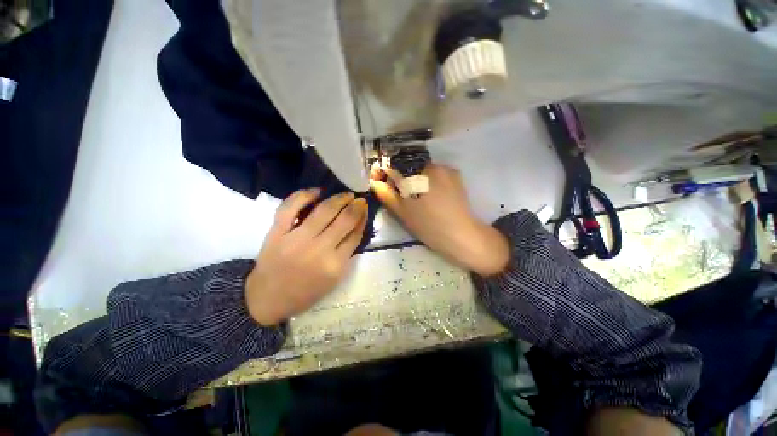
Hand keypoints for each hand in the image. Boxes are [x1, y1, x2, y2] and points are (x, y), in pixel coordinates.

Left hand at [245, 189, 367, 325]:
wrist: (267, 300)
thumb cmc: (305, 293)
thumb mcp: (334, 279)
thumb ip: (346, 254)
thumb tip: (356, 227)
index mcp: (334, 265)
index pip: (355, 235)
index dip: (362, 219)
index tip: (365, 209)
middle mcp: (319, 250)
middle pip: (344, 220)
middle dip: (356, 206)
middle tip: (359, 199)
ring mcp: (296, 239)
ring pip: (323, 210)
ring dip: (339, 198)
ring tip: (346, 194)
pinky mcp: (277, 233)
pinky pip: (290, 207)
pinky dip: (304, 195)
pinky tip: (317, 192)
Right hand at [370, 163, 509, 276]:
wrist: (461, 236)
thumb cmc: (429, 226)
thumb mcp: (403, 212)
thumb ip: (387, 195)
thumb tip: (375, 182)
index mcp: (419, 173)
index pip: (396, 167)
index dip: (388, 175)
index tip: (386, 185)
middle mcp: (433, 165)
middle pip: (411, 168)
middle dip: (404, 179)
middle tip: (404, 197)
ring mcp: (447, 170)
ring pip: (424, 171)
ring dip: (418, 181)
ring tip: (420, 199)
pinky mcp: (456, 177)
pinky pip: (437, 175)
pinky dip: (431, 182)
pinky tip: (433, 197)